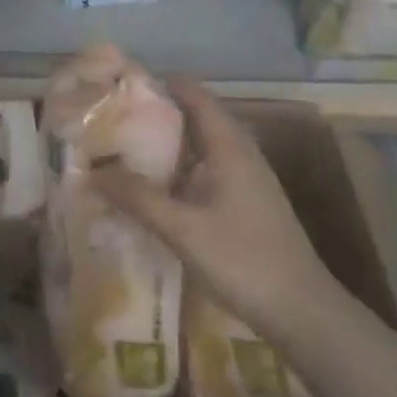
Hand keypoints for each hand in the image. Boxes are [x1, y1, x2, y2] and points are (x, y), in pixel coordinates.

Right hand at [89, 78, 334, 343]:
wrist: (303, 313)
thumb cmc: (244, 260)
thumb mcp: (184, 229)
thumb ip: (139, 198)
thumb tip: (93, 172)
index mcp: (229, 144)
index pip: (193, 94)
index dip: (160, 84)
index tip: (121, 86)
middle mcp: (240, 151)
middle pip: (197, 116)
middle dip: (158, 114)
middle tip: (114, 119)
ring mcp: (247, 178)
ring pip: (202, 145)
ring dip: (169, 144)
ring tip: (127, 150)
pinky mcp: (247, 202)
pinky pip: (208, 169)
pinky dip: (181, 169)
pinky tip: (158, 190)